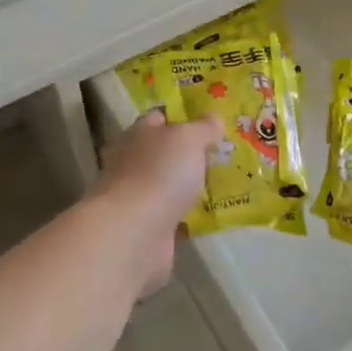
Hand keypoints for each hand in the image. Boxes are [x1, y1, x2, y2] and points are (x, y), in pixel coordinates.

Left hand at [92, 110, 221, 292]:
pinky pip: (171, 215)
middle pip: (161, 153)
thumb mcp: (188, 138)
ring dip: (186, 186)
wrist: (135, 232)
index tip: (206, 124)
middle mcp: (131, 163)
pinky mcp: (146, 226)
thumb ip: (203, 127)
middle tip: (219, 155)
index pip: (158, 119)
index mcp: (136, 135)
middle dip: (185, 155)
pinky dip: (186, 215)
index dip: (181, 118)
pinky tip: (209, 215)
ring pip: (166, 184)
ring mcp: (137, 197)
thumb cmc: (159, 173)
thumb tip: (214, 118)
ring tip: (220, 184)